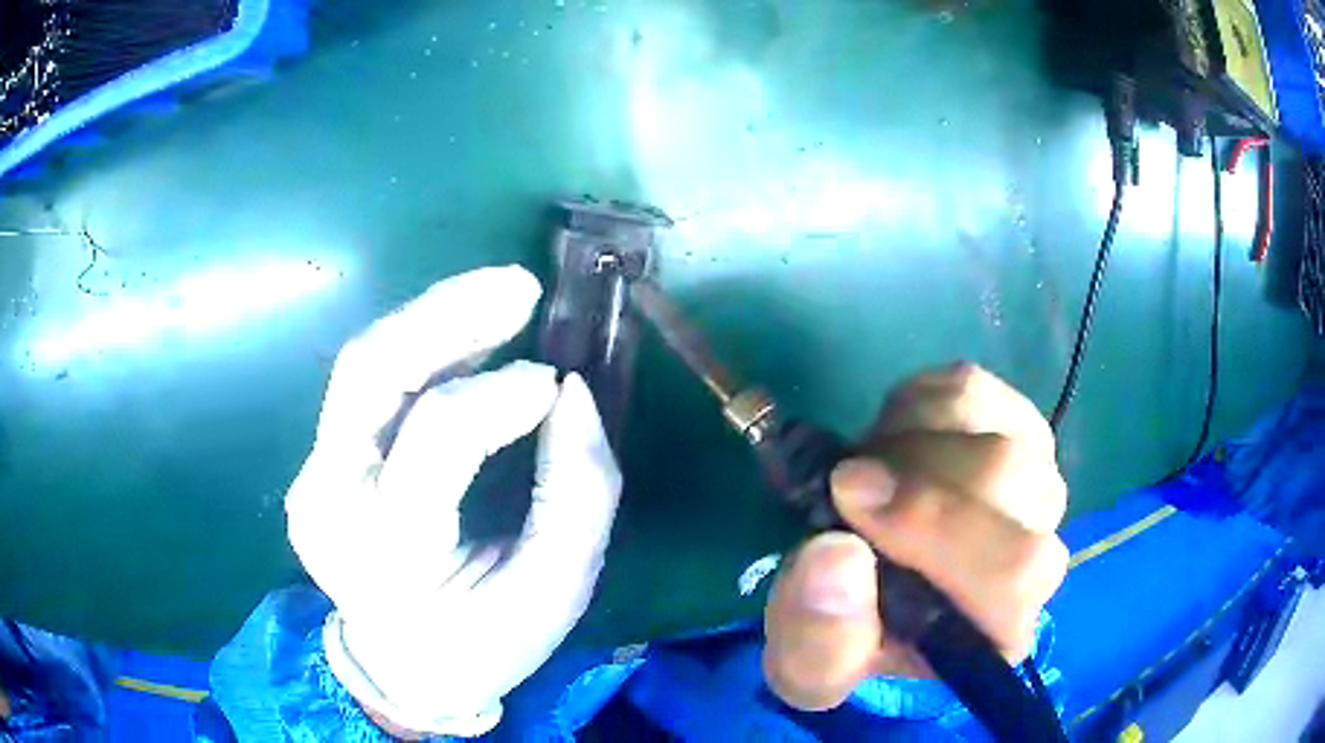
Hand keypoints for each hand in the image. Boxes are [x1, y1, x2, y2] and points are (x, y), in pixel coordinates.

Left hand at [286, 266, 621, 737]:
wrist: (400, 669)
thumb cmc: (485, 642)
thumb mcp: (557, 590)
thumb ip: (579, 491)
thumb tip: (573, 394)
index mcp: (388, 552)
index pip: (434, 438)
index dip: (500, 395)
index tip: (557, 384)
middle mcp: (330, 502)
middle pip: (369, 372)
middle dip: (446, 314)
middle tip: (521, 287)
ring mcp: (313, 479)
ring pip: (362, 366)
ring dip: (432, 318)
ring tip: (501, 297)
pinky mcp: (317, 465)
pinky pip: (366, 389)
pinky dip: (420, 352)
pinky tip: (466, 337)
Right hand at [763, 363, 1068, 710]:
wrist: (869, 590)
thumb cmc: (845, 637)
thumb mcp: (808, 662)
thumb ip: (819, 634)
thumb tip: (836, 554)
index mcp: (997, 628)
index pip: (1016, 572)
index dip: (940, 525)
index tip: (850, 495)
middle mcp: (1037, 553)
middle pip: (1011, 477)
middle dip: (916, 471)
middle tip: (849, 481)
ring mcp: (1032, 482)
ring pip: (990, 420)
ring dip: (914, 436)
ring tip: (870, 469)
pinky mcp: (1010, 428)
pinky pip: (970, 387)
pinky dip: (916, 401)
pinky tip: (892, 438)